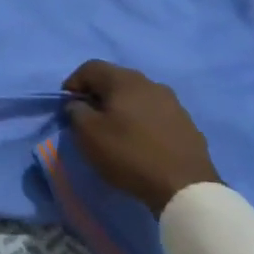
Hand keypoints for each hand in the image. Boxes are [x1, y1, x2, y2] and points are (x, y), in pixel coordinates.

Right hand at [63, 61, 219, 213]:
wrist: (184, 185)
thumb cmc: (129, 154)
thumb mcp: (88, 134)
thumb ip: (76, 112)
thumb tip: (79, 104)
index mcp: (125, 81)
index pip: (91, 67)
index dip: (73, 83)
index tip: (66, 106)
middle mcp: (151, 84)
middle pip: (116, 80)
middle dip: (97, 95)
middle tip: (88, 118)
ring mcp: (173, 102)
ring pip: (137, 97)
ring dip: (121, 108)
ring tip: (114, 131)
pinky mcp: (186, 123)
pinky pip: (154, 114)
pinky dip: (141, 121)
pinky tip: (139, 142)